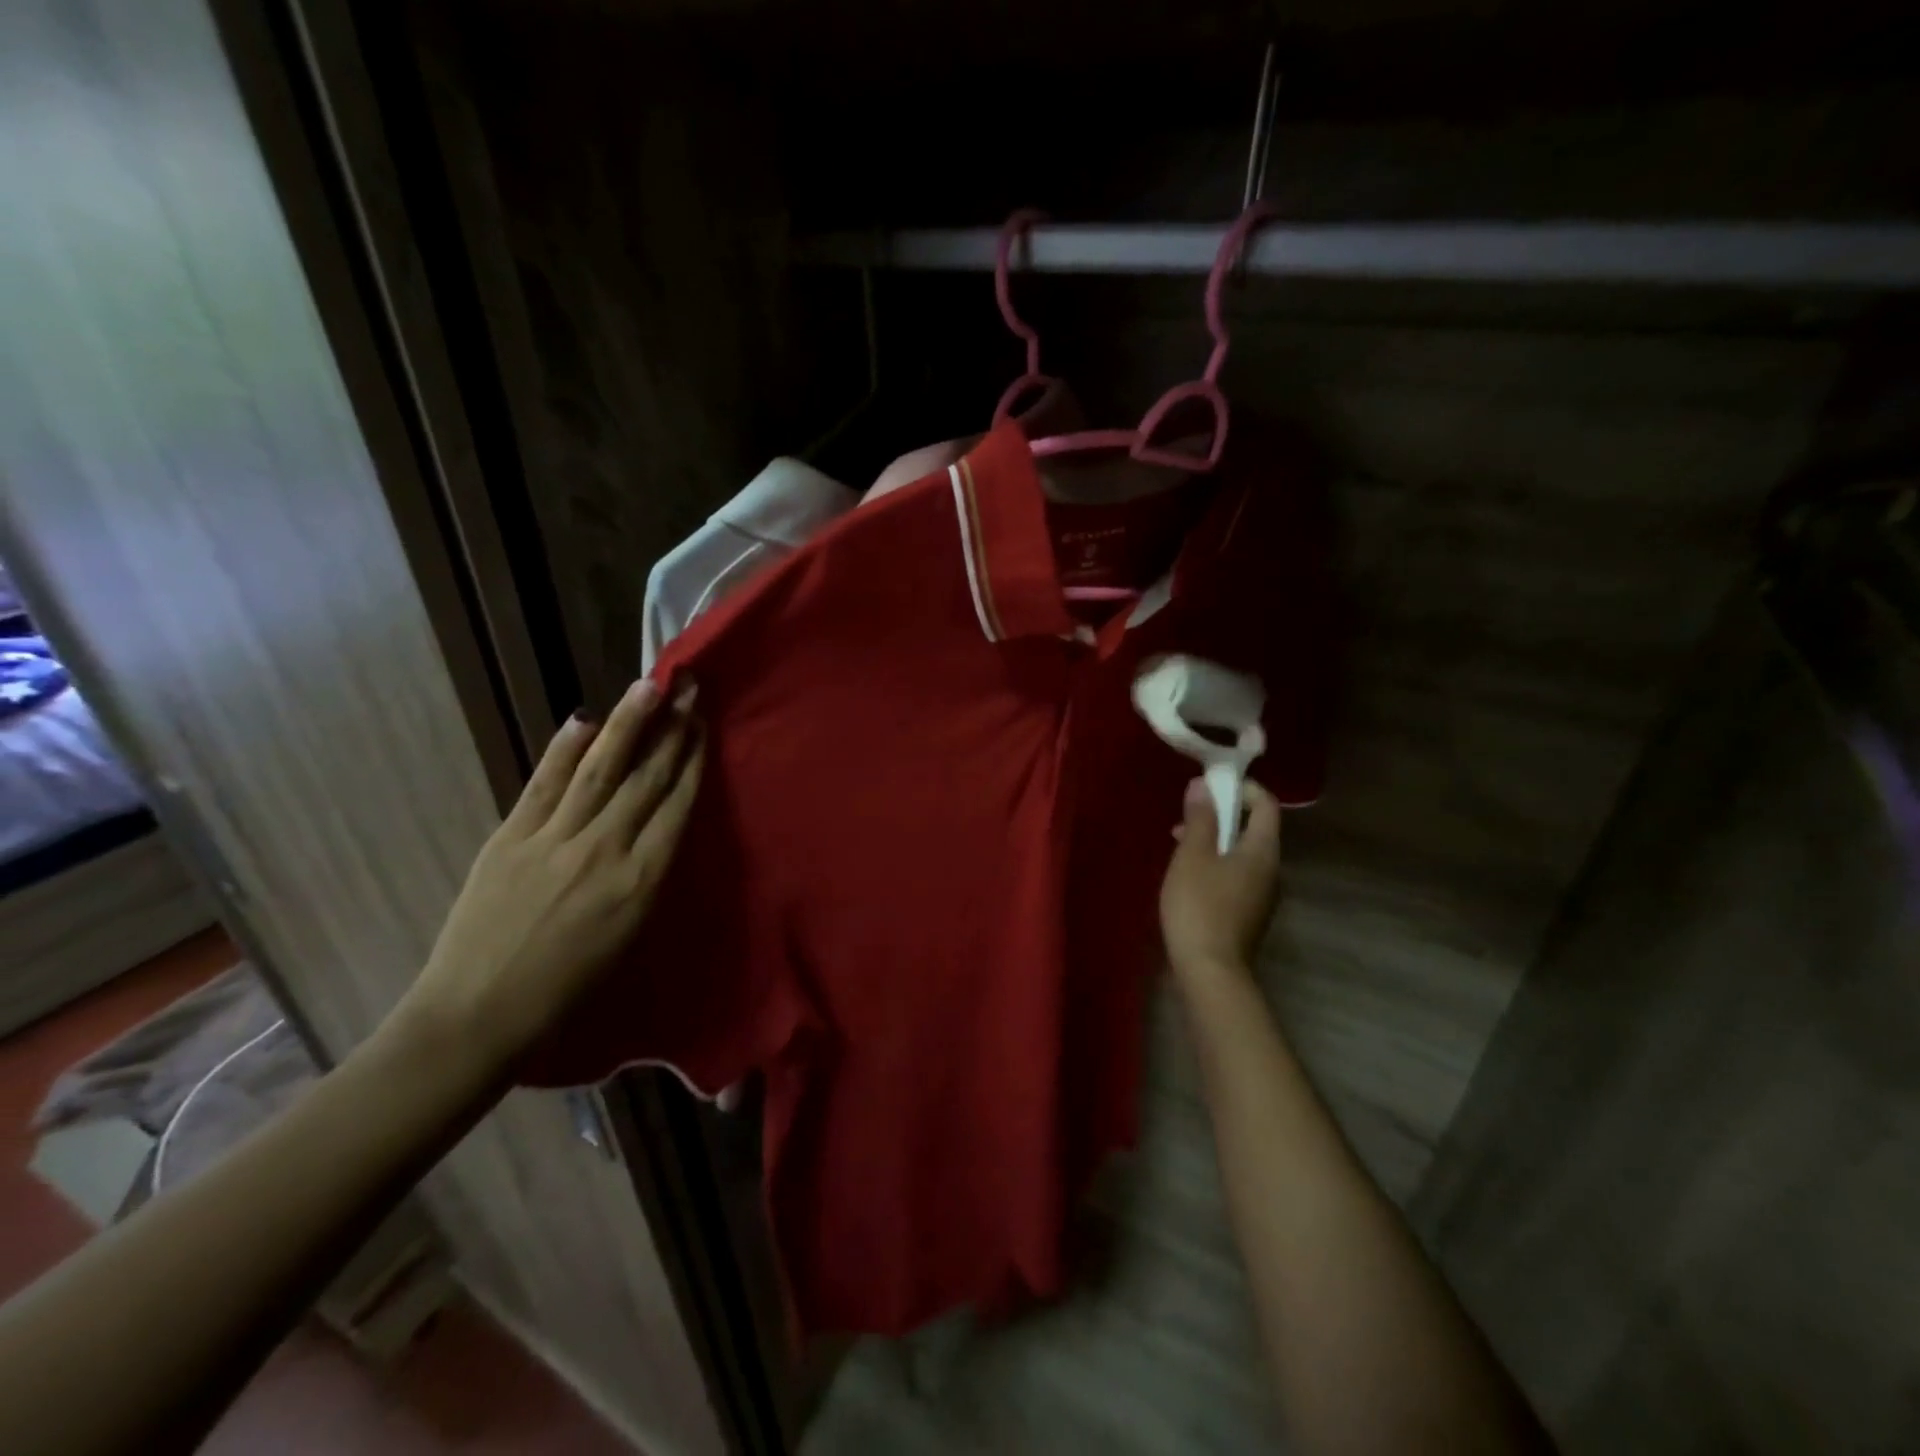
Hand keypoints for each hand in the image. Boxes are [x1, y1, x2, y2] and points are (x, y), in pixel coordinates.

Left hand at [393, 678, 704, 1073]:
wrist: (478, 1014)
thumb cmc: (569, 989)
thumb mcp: (631, 936)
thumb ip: (648, 877)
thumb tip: (659, 825)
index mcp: (642, 881)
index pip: (676, 805)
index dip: (693, 760)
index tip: (704, 724)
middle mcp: (605, 850)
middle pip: (647, 778)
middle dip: (672, 730)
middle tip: (689, 689)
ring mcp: (554, 840)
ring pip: (600, 770)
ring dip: (628, 723)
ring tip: (649, 686)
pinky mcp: (510, 838)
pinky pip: (543, 784)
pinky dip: (562, 750)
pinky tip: (583, 720)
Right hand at [1160, 777, 1283, 980]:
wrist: (1210, 971)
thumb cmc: (1200, 906)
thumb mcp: (1192, 855)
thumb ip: (1200, 818)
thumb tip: (1203, 785)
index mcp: (1263, 851)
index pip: (1265, 804)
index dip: (1241, 788)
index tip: (1209, 786)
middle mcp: (1272, 870)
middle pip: (1254, 828)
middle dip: (1221, 815)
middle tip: (1185, 817)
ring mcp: (1263, 895)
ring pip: (1242, 853)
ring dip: (1214, 840)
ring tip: (1179, 846)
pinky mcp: (1249, 913)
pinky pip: (1236, 874)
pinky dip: (1216, 864)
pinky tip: (1188, 877)